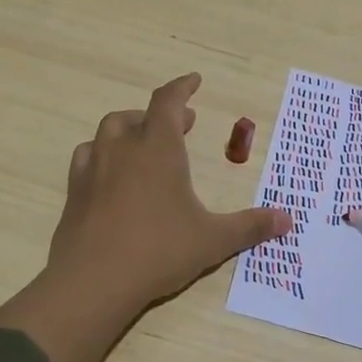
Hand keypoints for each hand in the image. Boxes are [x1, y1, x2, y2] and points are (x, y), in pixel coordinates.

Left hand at [46, 73, 291, 311]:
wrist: (93, 281)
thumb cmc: (159, 250)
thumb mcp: (212, 240)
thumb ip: (250, 227)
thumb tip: (287, 220)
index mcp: (158, 149)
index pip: (168, 102)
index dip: (182, 87)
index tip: (194, 80)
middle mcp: (123, 149)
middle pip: (137, 116)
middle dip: (160, 115)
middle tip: (181, 125)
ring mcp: (93, 169)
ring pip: (107, 132)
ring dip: (128, 131)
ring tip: (143, 146)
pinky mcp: (74, 192)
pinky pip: (86, 158)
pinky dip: (102, 155)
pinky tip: (110, 175)